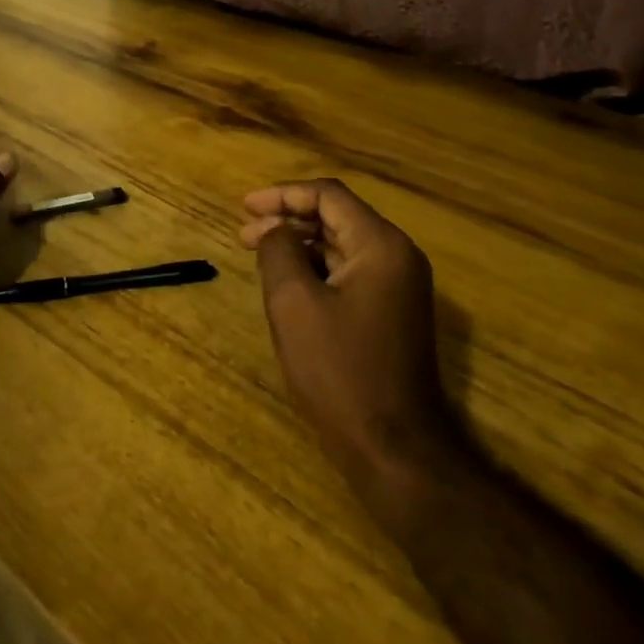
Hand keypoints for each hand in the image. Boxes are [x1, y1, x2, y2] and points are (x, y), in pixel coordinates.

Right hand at [241, 178, 451, 497]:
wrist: (394, 448)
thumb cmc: (340, 370)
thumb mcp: (294, 303)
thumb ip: (279, 251)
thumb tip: (273, 229)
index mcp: (381, 246)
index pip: (328, 195)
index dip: (282, 194)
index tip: (244, 207)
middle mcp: (397, 257)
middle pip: (337, 217)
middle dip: (288, 218)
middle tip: (245, 233)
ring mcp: (399, 287)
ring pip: (342, 245)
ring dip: (300, 243)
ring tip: (258, 254)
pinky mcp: (392, 313)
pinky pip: (350, 272)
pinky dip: (316, 268)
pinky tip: (287, 282)